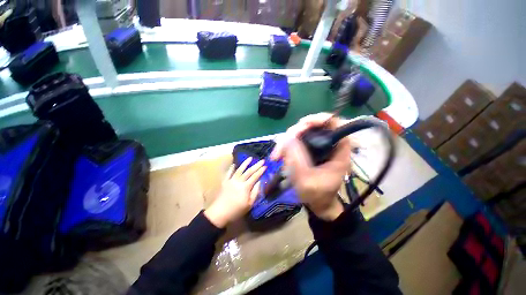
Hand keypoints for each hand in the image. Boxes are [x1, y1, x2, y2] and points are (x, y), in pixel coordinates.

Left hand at [204, 157, 266, 227]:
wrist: (219, 213)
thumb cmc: (236, 210)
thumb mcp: (249, 204)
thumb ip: (255, 192)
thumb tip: (259, 182)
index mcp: (245, 187)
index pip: (255, 176)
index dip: (260, 171)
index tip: (265, 166)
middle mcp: (239, 181)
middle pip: (249, 171)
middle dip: (256, 165)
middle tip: (262, 160)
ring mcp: (231, 180)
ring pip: (239, 170)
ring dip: (245, 163)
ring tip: (250, 158)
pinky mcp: (225, 182)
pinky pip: (228, 173)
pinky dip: (231, 168)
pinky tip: (234, 164)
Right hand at [271, 113, 351, 220]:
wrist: (318, 204)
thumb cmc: (317, 195)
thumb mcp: (306, 181)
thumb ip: (297, 159)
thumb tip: (287, 138)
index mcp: (339, 151)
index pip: (336, 124)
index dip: (321, 119)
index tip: (303, 123)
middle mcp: (329, 145)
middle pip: (313, 127)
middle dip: (295, 132)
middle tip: (281, 145)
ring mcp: (318, 147)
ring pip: (302, 133)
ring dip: (287, 140)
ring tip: (277, 154)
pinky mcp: (309, 150)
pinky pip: (297, 141)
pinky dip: (287, 146)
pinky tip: (280, 155)